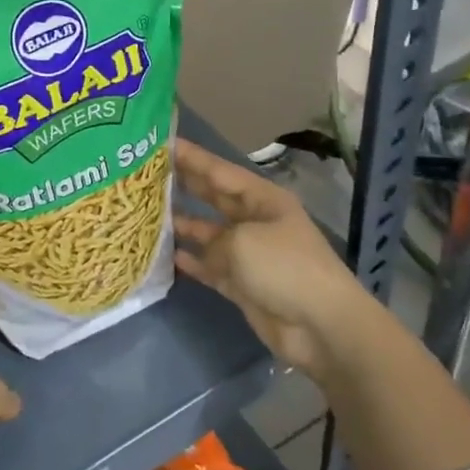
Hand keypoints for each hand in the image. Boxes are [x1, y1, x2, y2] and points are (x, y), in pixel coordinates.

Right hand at [172, 138, 370, 381]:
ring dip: (183, 225)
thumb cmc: (285, 268)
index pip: (220, 171)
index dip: (191, 157)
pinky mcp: (244, 285)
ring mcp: (250, 254)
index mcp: (262, 199)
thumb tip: (199, 252)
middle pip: (214, 198)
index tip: (160, 143)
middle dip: (184, 185)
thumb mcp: (242, 242)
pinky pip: (211, 267)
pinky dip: (192, 262)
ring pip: (209, 233)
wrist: (322, 326)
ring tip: (148, 215)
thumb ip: (212, 239)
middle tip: (147, 174)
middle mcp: (255, 221)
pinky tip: (168, 256)